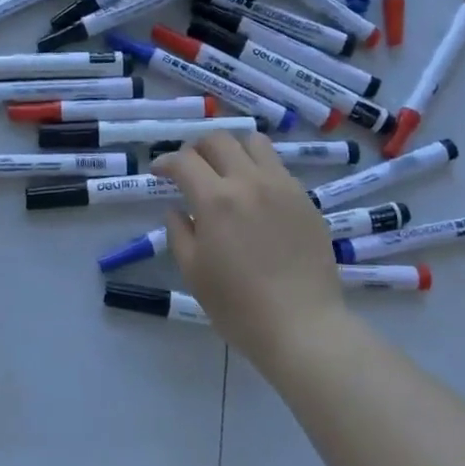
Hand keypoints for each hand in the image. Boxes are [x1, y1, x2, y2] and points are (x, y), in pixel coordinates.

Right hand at [151, 133, 345, 368]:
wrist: (302, 326)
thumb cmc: (238, 307)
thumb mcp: (193, 272)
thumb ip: (180, 232)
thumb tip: (177, 210)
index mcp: (215, 200)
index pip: (184, 160)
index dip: (166, 162)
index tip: (159, 172)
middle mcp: (249, 181)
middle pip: (219, 140)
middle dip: (197, 148)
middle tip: (190, 169)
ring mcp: (282, 186)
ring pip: (254, 143)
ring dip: (233, 149)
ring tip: (226, 171)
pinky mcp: (305, 198)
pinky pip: (278, 167)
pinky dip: (259, 168)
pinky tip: (256, 195)